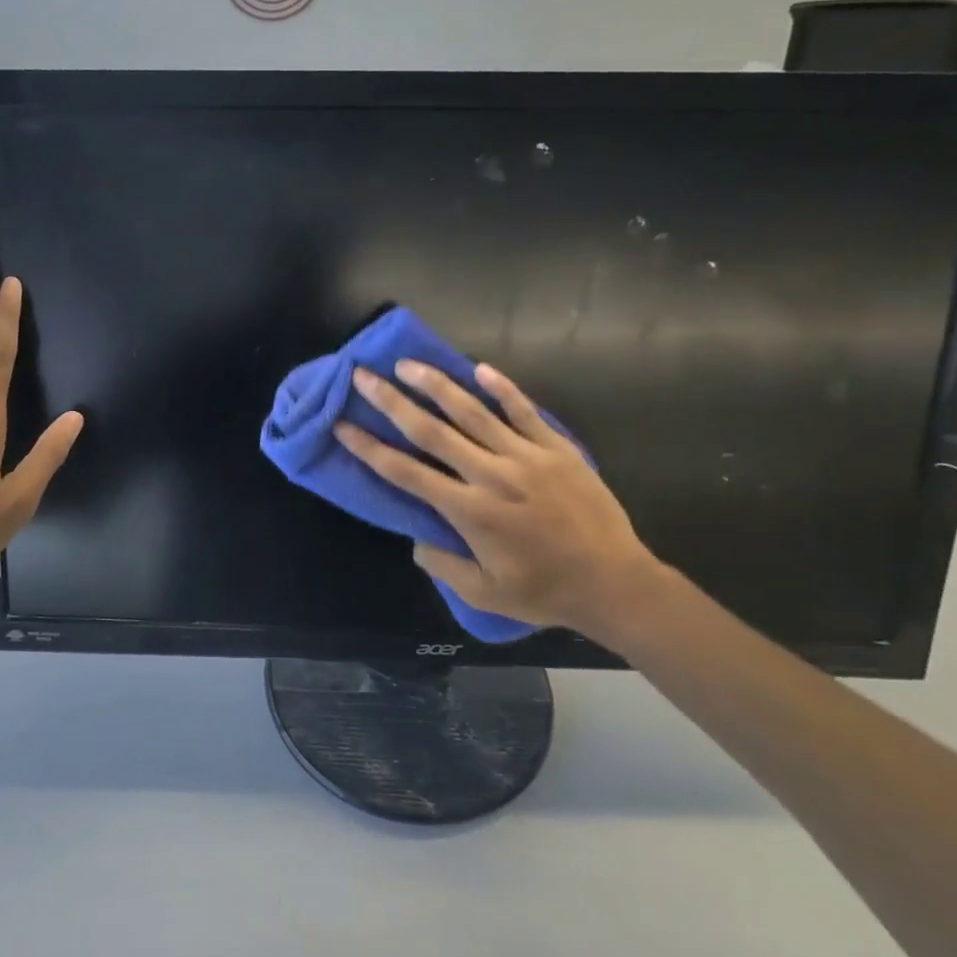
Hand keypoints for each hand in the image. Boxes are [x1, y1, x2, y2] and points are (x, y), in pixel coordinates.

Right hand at [335, 360, 663, 641]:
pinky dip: (501, 388)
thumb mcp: (484, 593)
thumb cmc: (545, 591)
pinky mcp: (557, 448)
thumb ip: (443, 565)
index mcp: (469, 511)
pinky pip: (524, 410)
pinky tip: (479, 368)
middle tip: (364, 375)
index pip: (406, 473)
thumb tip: (417, 538)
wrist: (614, 582)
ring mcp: (527, 456)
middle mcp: (491, 475)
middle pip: (432, 431)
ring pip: (473, 411)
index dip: (369, 448)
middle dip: (392, 402)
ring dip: (437, 384)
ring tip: (408, 363)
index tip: (343, 425)